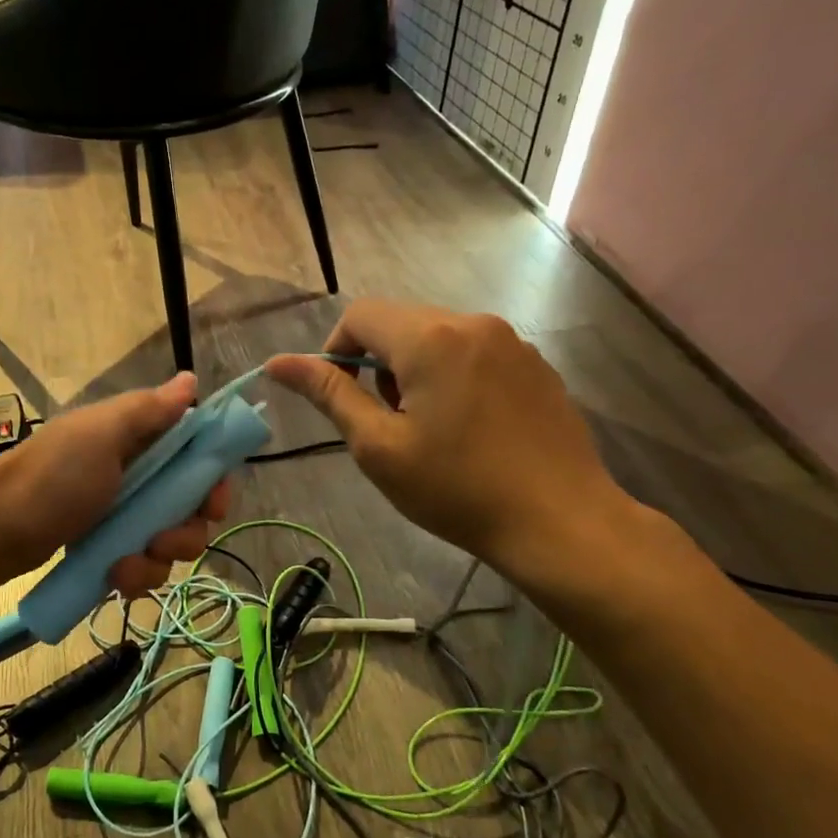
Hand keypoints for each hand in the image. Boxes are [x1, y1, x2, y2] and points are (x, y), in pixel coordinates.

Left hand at [0, 373, 230, 598]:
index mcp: (134, 438)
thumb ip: (148, 411)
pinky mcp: (102, 547)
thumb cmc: (48, 479)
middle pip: (188, 505)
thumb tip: (191, 378)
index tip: (213, 505)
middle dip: (185, 530)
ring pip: (166, 541)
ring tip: (125, 566)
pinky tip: (114, 579)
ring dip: (156, 560)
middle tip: (163, 541)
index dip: (211, 480)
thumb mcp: (100, 436)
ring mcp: (116, 513)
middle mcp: (131, 473)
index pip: (195, 454)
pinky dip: (134, 575)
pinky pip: (139, 565)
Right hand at [264, 300, 629, 584]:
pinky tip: (469, 429)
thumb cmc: (457, 489)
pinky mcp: (536, 365)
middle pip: (401, 323)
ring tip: (428, 429)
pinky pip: (475, 354)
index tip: (343, 400)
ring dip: (415, 371)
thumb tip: (277, 363)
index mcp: (430, 337)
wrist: (560, 522)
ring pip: (439, 338)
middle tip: (387, 424)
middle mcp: (473, 323)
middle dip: (378, 365)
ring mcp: (512, 342)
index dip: (336, 352)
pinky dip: (453, 376)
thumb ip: (329, 394)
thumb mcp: (378, 446)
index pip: (360, 316)